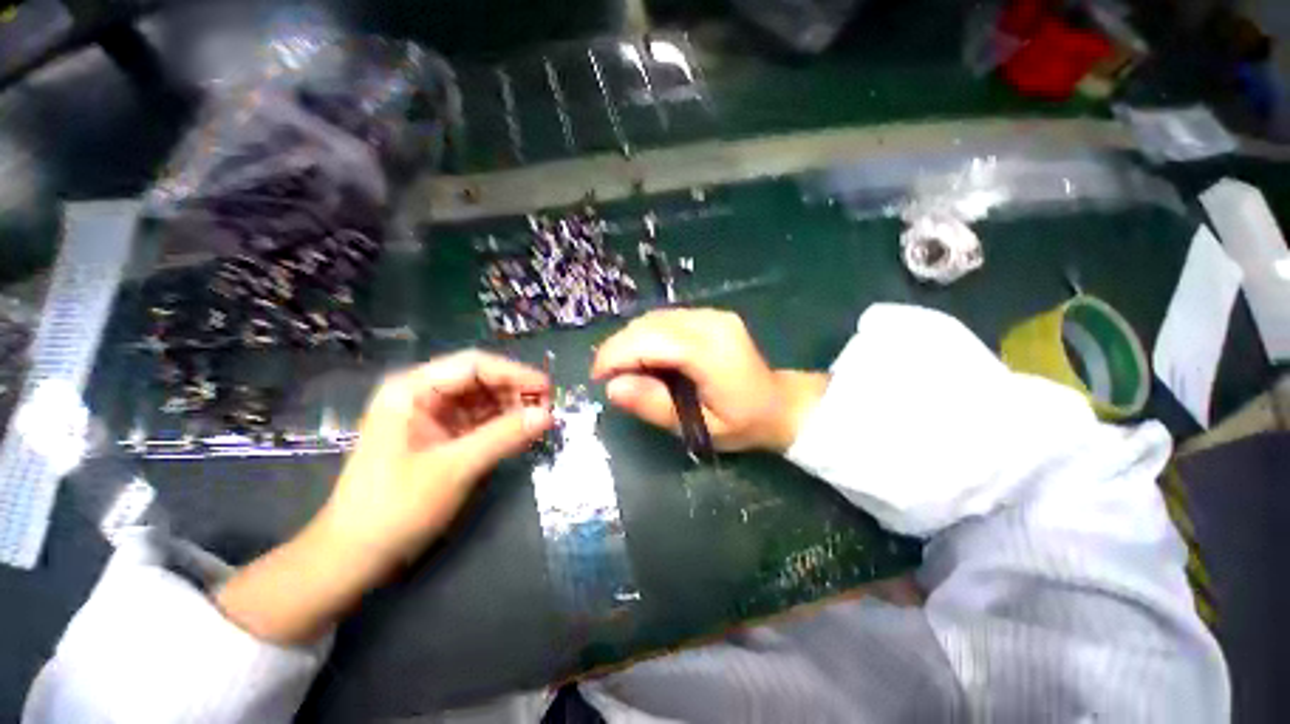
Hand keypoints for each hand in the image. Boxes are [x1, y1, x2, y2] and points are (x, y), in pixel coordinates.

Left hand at [318, 350, 553, 564]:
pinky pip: (479, 422)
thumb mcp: (454, 469)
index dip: (515, 373)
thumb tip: (548, 414)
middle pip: (480, 380)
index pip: (474, 365)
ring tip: (540, 422)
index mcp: (412, 390)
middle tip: (547, 409)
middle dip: (515, 392)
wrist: (354, 557)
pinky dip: (502, 427)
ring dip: (512, 409)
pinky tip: (523, 434)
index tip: (548, 389)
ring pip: (483, 400)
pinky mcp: (441, 438)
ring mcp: (432, 417)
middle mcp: (422, 395)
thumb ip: (503, 437)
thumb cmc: (394, 508)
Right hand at [591, 309, 826, 452]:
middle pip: (648, 325)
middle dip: (618, 348)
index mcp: (710, 351)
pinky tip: (646, 357)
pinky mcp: (708, 314)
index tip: (598, 379)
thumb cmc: (742, 423)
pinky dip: (646, 336)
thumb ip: (654, 405)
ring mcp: (710, 314)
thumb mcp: (698, 427)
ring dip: (630, 341)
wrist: (779, 403)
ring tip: (625, 369)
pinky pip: (665, 319)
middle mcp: (709, 322)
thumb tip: (612, 387)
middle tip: (609, 377)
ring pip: (653, 318)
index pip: (650, 341)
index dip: (616, 355)